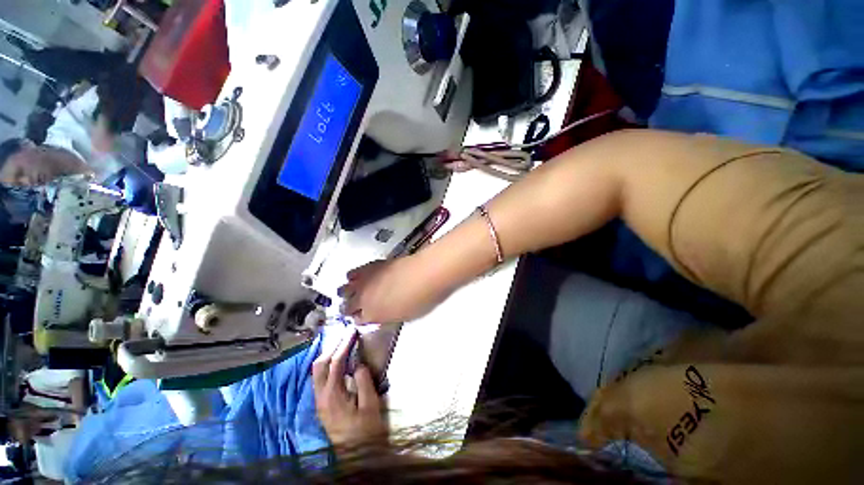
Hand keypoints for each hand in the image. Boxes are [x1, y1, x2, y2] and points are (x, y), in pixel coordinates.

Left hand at [313, 328, 387, 447]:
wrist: (355, 455)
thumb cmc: (365, 430)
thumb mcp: (370, 405)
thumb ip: (363, 381)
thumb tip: (358, 363)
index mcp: (332, 395)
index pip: (335, 363)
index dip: (344, 345)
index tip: (352, 332)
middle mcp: (320, 396)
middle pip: (319, 365)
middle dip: (332, 346)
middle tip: (346, 335)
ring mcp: (319, 401)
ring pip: (316, 371)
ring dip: (328, 354)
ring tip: (342, 343)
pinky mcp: (322, 404)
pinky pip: (320, 378)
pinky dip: (327, 364)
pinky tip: (337, 361)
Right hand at [339, 257, 448, 324]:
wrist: (425, 274)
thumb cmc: (419, 299)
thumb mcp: (404, 315)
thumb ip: (388, 316)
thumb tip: (384, 315)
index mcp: (372, 315)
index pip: (358, 321)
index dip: (361, 319)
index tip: (364, 318)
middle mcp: (363, 299)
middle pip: (346, 306)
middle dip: (349, 308)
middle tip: (355, 307)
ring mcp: (365, 281)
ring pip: (344, 289)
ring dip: (347, 292)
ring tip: (352, 291)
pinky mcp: (370, 266)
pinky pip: (352, 273)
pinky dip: (353, 277)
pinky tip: (356, 277)